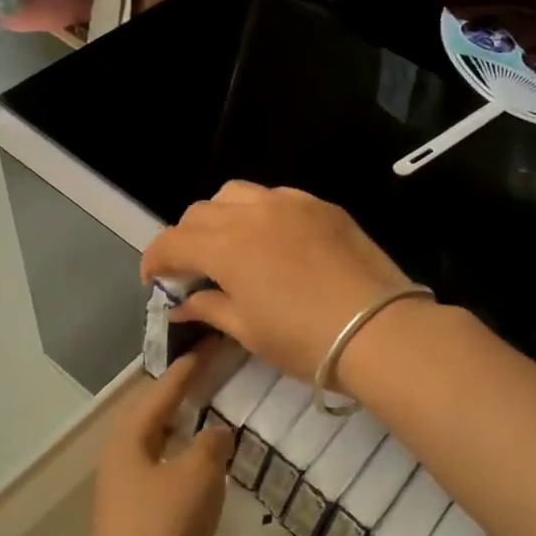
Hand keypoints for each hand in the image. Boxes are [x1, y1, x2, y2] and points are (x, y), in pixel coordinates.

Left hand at [84, 351, 233, 535]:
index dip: (188, 367)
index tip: (210, 344)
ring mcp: (129, 495)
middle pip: (154, 416)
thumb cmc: (163, 529)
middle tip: (213, 375)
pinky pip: (168, 479)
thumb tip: (216, 433)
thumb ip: (210, 445)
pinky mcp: (141, 525)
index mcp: (130, 440)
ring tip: (214, 417)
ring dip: (185, 431)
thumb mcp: (196, 475)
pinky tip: (210, 474)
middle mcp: (123, 461)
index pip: (162, 390)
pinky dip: (188, 466)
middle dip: (181, 394)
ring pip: (160, 449)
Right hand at [140, 182, 419, 381]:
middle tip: (192, 269)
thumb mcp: (249, 331)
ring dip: (219, 217)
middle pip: (199, 212)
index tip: (154, 280)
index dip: (155, 260)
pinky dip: (258, 213)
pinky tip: (272, 242)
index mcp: (226, 246)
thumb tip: (182, 305)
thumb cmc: (306, 341)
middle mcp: (252, 213)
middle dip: (185, 238)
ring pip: (235, 194)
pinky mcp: (321, 205)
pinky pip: (275, 197)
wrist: (381, 331)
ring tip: (229, 247)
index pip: (172, 241)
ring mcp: (290, 203)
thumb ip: (210, 308)